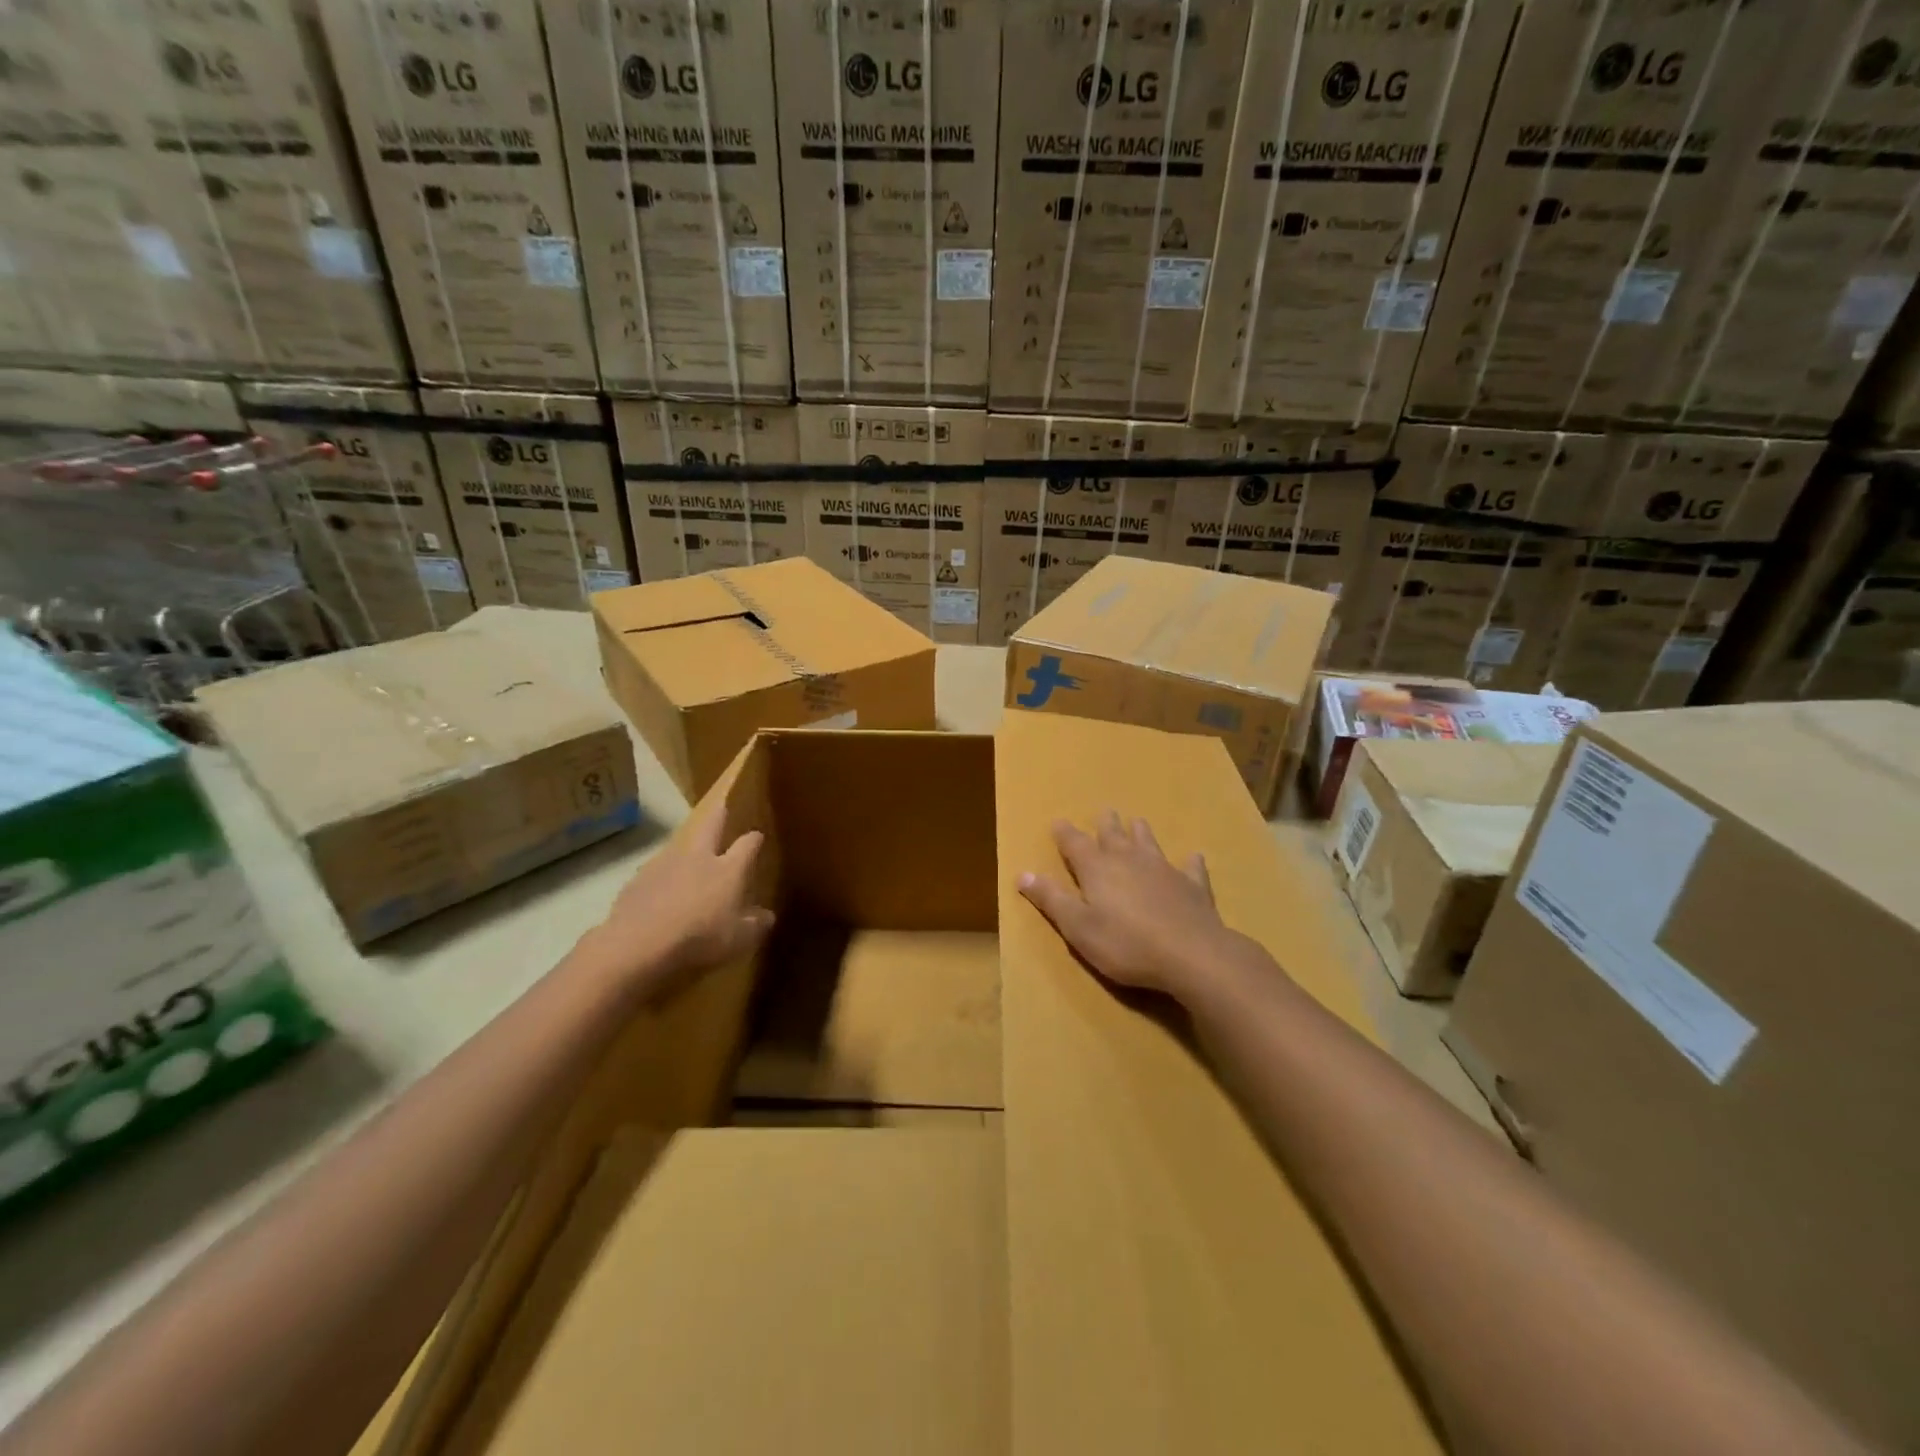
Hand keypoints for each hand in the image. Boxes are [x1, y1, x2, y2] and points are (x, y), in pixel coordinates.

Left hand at [575, 802, 774, 998]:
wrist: (638, 944)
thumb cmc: (699, 938)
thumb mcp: (738, 940)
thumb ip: (755, 925)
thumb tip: (767, 916)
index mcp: (728, 869)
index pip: (748, 844)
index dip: (754, 839)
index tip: (757, 836)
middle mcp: (699, 856)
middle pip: (711, 824)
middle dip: (719, 815)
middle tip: (722, 809)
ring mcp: (665, 863)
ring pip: (681, 845)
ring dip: (688, 847)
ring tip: (691, 857)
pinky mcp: (638, 878)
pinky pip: (656, 870)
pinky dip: (663, 876)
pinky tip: (661, 892)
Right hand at [1018, 811, 1247, 1001]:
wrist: (1191, 954)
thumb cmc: (1126, 944)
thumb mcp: (1078, 927)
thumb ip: (1051, 899)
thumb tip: (1023, 873)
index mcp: (1097, 869)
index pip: (1075, 844)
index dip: (1065, 834)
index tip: (1058, 822)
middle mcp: (1128, 860)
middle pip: (1113, 835)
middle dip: (1105, 824)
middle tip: (1104, 812)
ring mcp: (1163, 870)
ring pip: (1148, 843)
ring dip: (1140, 832)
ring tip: (1137, 821)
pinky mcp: (1192, 886)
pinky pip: (1190, 868)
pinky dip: (1189, 862)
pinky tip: (1193, 857)